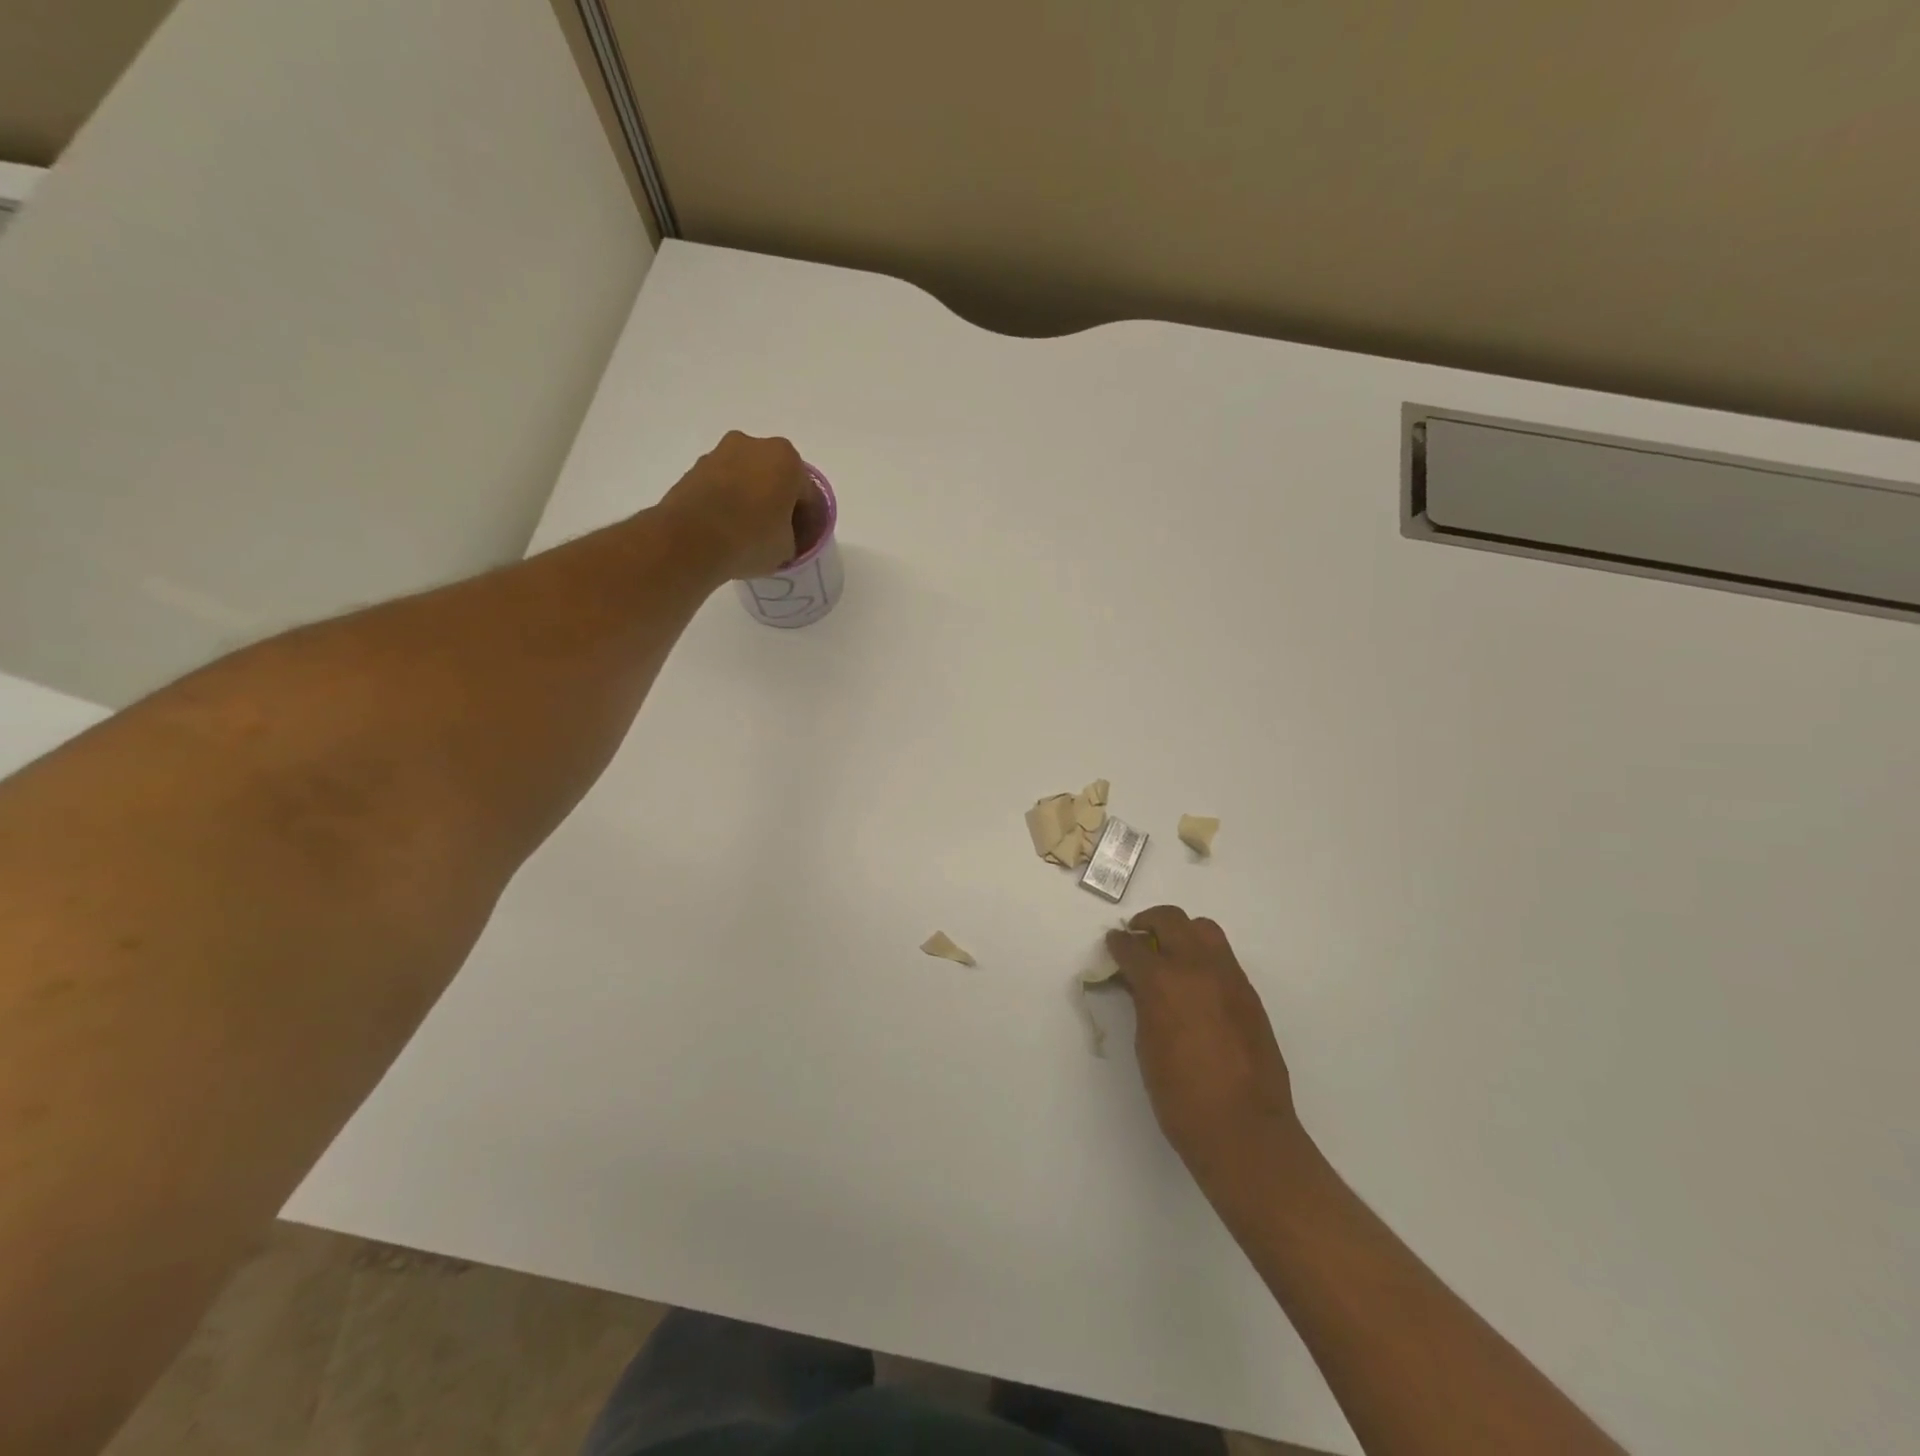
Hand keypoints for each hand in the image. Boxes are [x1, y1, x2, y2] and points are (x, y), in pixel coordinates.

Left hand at [658, 431, 810, 580]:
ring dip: (751, 498)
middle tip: (777, 531)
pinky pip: (722, 485)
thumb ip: (792, 536)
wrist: (690, 540)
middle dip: (778, 500)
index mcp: (786, 459)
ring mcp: (719, 453)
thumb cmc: (751, 539)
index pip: (807, 493)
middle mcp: (754, 445)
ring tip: (748, 530)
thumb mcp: (787, 548)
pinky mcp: (694, 468)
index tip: (803, 539)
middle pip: (775, 477)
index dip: (808, 519)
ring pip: (746, 478)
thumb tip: (781, 535)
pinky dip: (727, 501)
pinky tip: (727, 527)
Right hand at [1106, 906, 1300, 1182]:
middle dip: (1149, 922)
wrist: (1244, 1130)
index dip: (1118, 943)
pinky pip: (1223, 958)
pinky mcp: (1250, 994)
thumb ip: (1143, 1003)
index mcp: (1163, 981)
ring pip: (1204, 929)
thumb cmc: (1181, 1097)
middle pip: (1171, 920)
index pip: (1133, 946)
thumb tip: (1140, 984)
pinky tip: (1196, 985)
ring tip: (1170, 954)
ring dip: (1182, 933)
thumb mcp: (1147, 1044)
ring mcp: (1229, 978)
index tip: (1113, 944)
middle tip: (1138, 938)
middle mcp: (1197, 967)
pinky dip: (1204, 957)